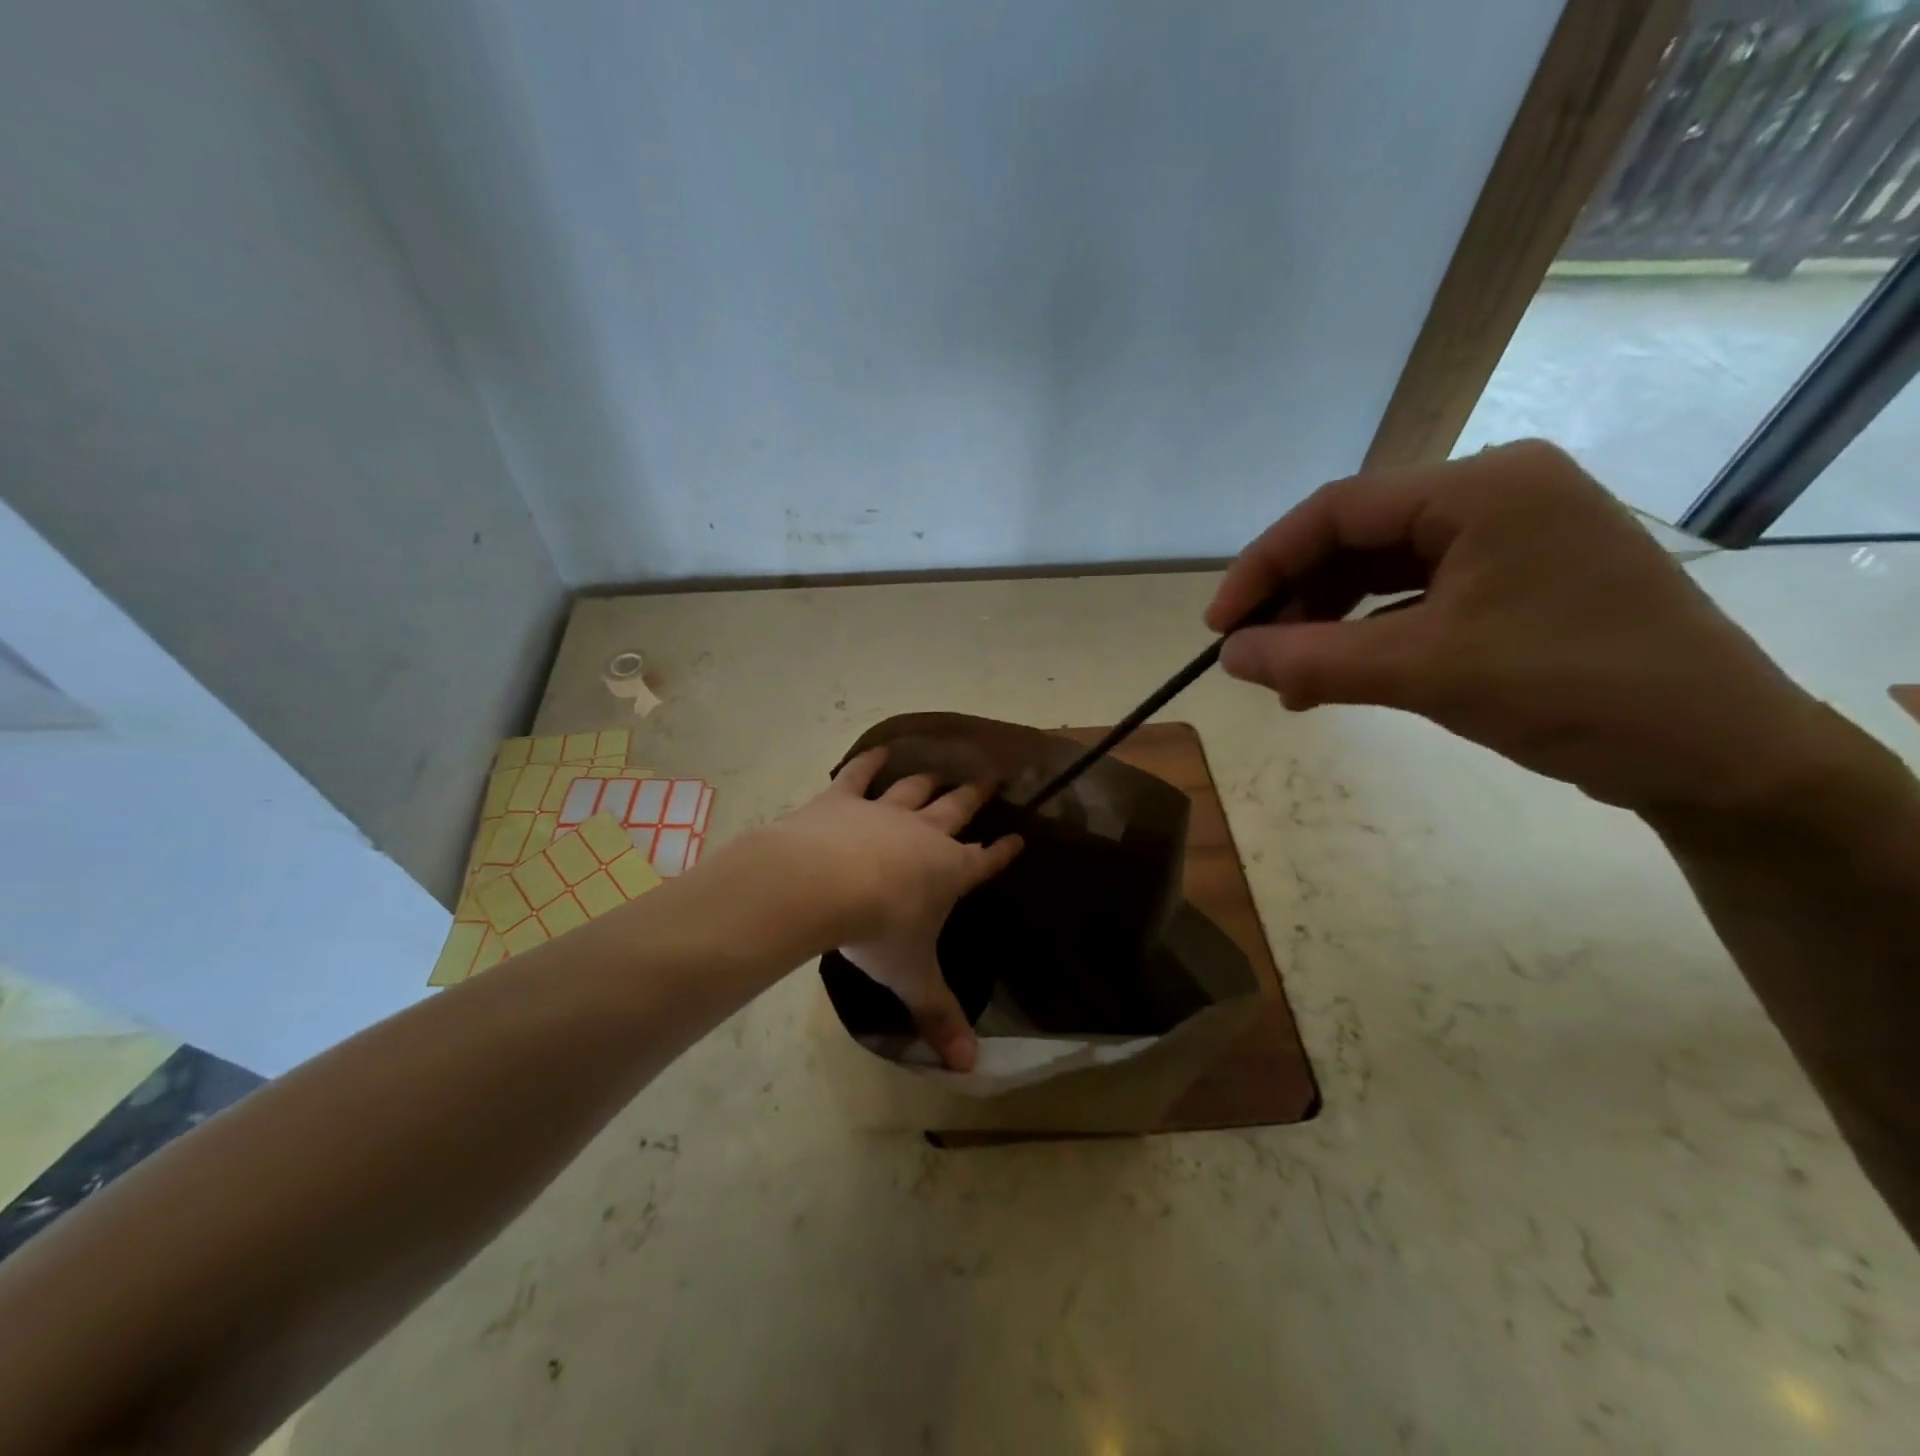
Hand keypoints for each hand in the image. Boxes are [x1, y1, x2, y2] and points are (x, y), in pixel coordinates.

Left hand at [753, 749, 1021, 1069]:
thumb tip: (969, 1068)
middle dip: (976, 797)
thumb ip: (939, 1017)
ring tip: (942, 769)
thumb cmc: (877, 929)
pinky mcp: (843, 799)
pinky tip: (879, 752)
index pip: (984, 861)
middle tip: (993, 778)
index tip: (1018, 839)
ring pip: (915, 789)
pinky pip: (860, 774)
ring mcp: (884, 811)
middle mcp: (924, 834)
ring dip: (930, 780)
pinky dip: (869, 763)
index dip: (1002, 852)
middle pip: (957, 810)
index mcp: (948, 872)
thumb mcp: (911, 977)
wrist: (822, 883)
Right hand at [1207, 440, 1836, 814]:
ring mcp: (1509, 539)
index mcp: (1483, 487)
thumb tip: (1228, 656)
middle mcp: (1495, 495)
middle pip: (1357, 538)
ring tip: (1289, 682)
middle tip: (1254, 659)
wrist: (1718, 756)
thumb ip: (1312, 659)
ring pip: (1381, 572)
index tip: (1220, 627)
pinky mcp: (1516, 582)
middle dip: (1297, 601)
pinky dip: (1368, 636)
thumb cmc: (1572, 690)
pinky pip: (1415, 598)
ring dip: (1327, 624)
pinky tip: (1336, 678)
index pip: (1337, 510)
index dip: (1264, 565)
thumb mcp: (1424, 672)